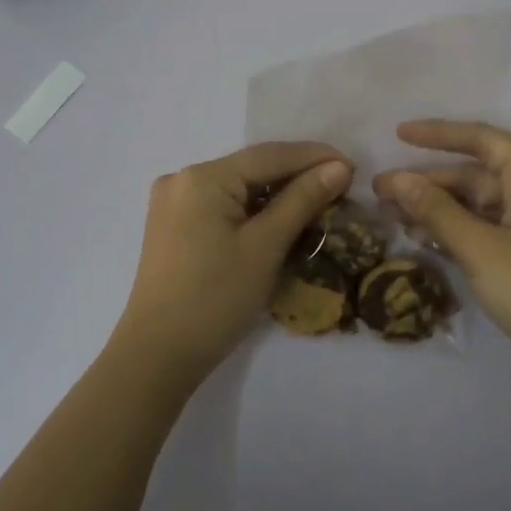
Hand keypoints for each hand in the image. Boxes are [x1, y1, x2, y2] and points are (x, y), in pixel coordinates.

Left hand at [112, 142, 353, 389]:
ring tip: (318, 203)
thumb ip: (302, 200)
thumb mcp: (265, 246)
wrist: (157, 355)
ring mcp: (173, 204)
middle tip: (341, 187)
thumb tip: (338, 167)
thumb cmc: (215, 298)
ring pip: (238, 188)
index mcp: (202, 177)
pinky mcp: (173, 227)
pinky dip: (253, 211)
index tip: (354, 167)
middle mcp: (182, 179)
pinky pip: (222, 206)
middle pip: (252, 169)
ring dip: (277, 195)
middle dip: (297, 176)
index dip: (314, 157)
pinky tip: (279, 221)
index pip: (269, 155)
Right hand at [373, 120, 510, 395]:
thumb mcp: (480, 249)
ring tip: (390, 215)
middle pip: (474, 174)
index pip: (483, 139)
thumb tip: (396, 179)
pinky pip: (482, 228)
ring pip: (475, 203)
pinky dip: (453, 230)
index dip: (439, 134)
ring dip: (435, 208)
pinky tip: (419, 237)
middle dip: (427, 181)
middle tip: (379, 191)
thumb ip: (436, 211)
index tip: (398, 134)